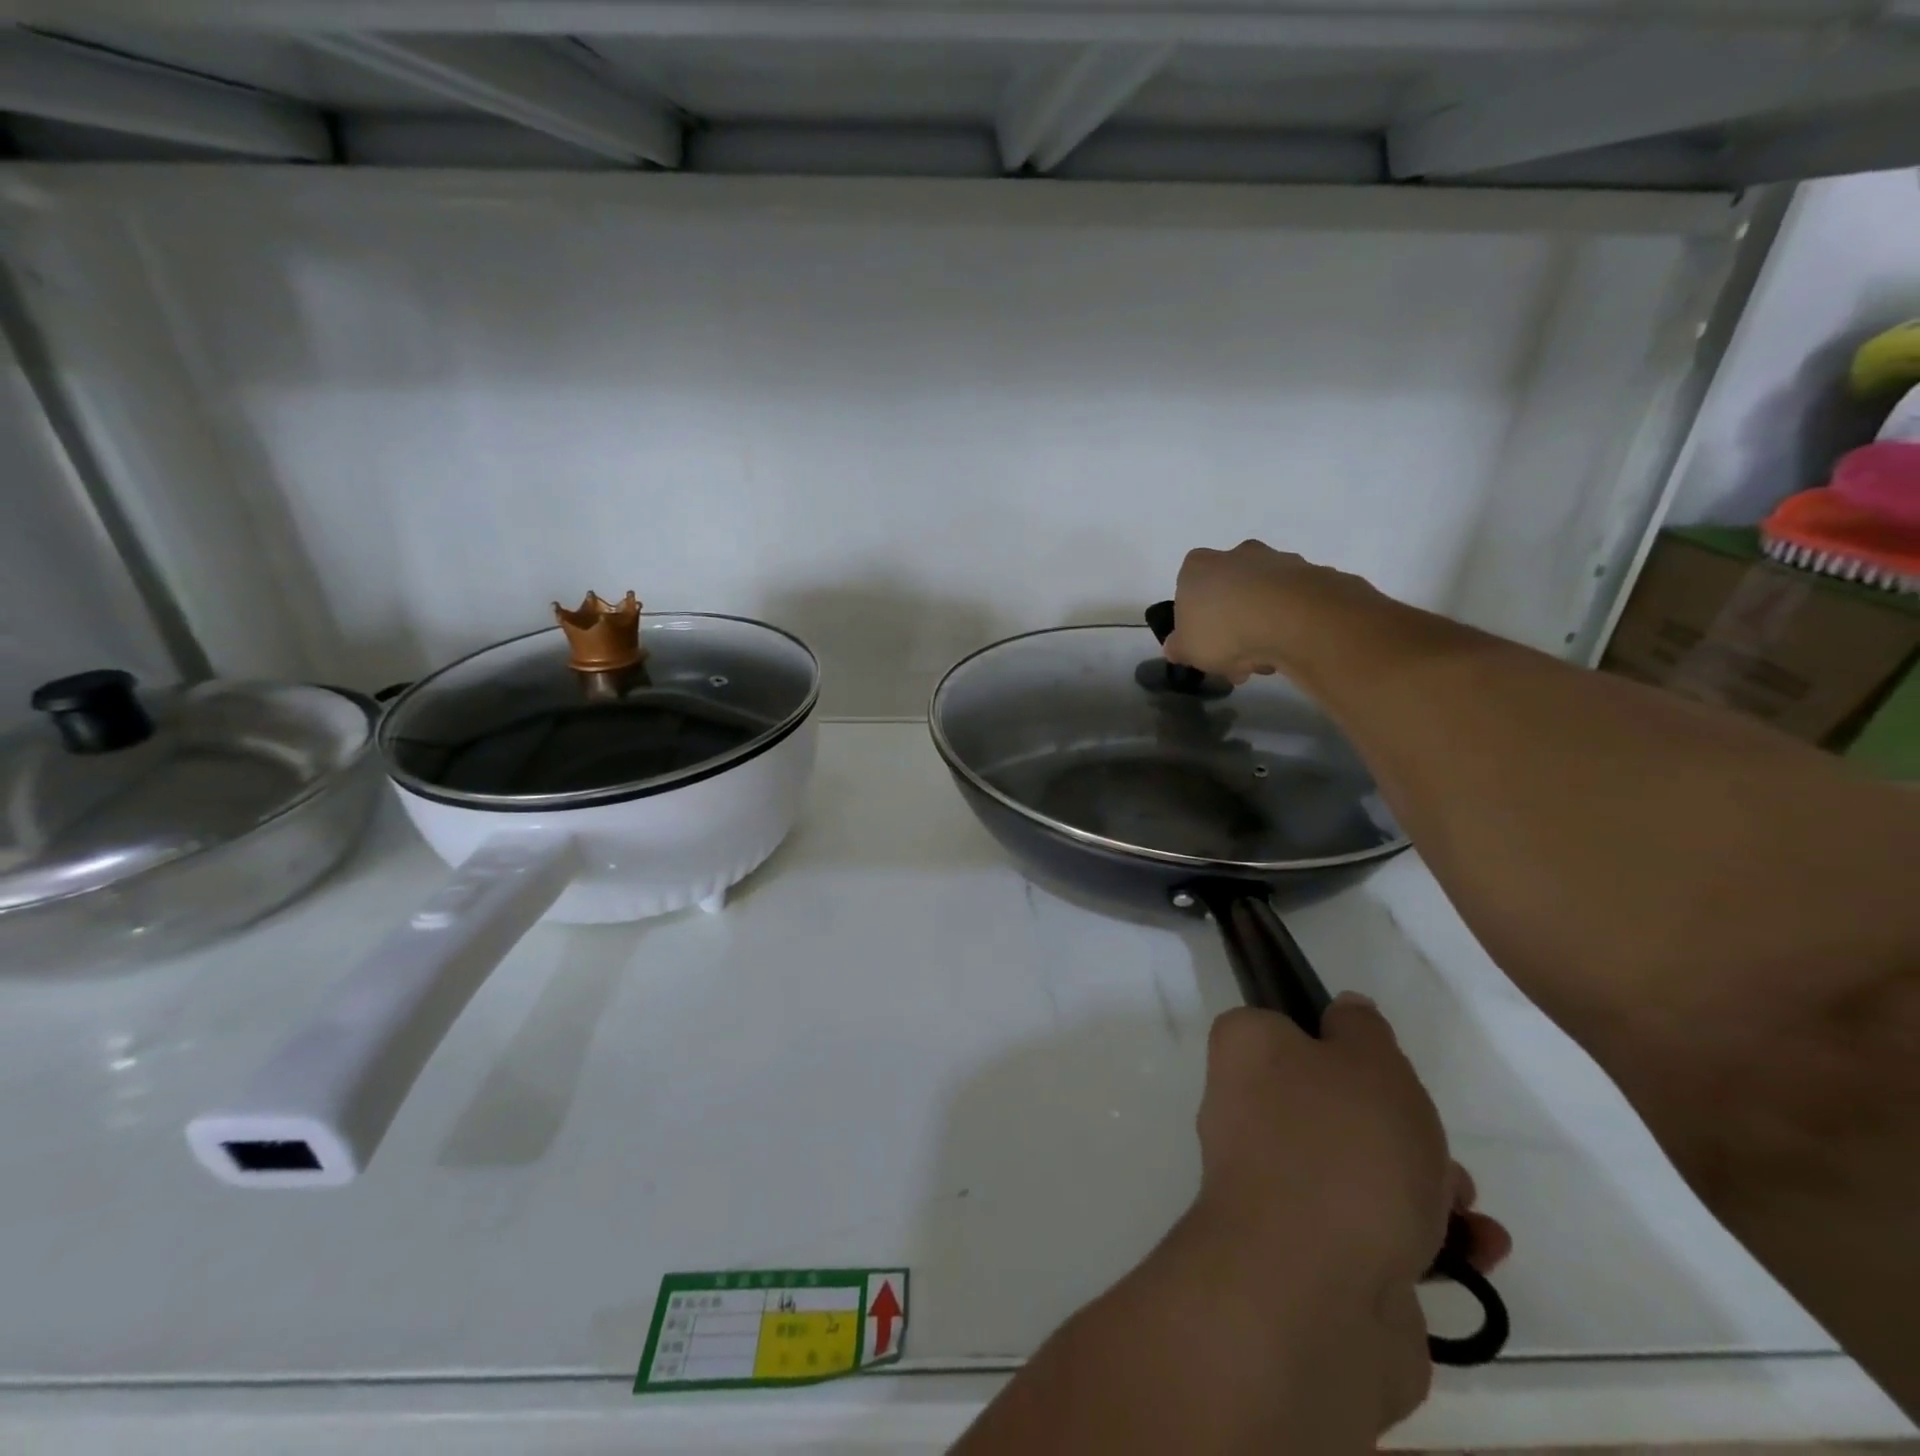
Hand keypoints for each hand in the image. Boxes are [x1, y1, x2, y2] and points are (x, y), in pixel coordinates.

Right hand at [1164, 540, 1376, 683]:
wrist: (1294, 619)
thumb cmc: (1225, 630)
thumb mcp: (1187, 650)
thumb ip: (1177, 647)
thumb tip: (1175, 647)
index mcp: (1198, 566)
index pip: (1188, 591)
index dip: (1195, 623)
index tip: (1206, 647)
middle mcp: (1236, 554)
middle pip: (1228, 594)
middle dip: (1232, 627)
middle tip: (1237, 662)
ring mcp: (1276, 560)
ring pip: (1262, 599)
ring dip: (1261, 627)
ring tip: (1267, 661)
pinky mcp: (1311, 573)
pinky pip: (1292, 604)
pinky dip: (1290, 623)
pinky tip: (1290, 647)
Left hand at [1193, 997, 1510, 1432]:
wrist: (1312, 1292)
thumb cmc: (1340, 1147)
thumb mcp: (1367, 1060)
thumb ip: (1362, 1030)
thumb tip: (1345, 1013)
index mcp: (1245, 1054)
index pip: (1286, 1028)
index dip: (1338, 1042)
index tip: (1377, 1064)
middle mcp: (1247, 1111)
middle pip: (1335, 1102)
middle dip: (1400, 1124)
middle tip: (1429, 1141)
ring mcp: (1276, 1185)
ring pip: (1361, 1166)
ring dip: (1425, 1183)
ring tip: (1460, 1205)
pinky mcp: (1311, 1252)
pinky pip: (1373, 1227)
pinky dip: (1426, 1236)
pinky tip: (1474, 1251)